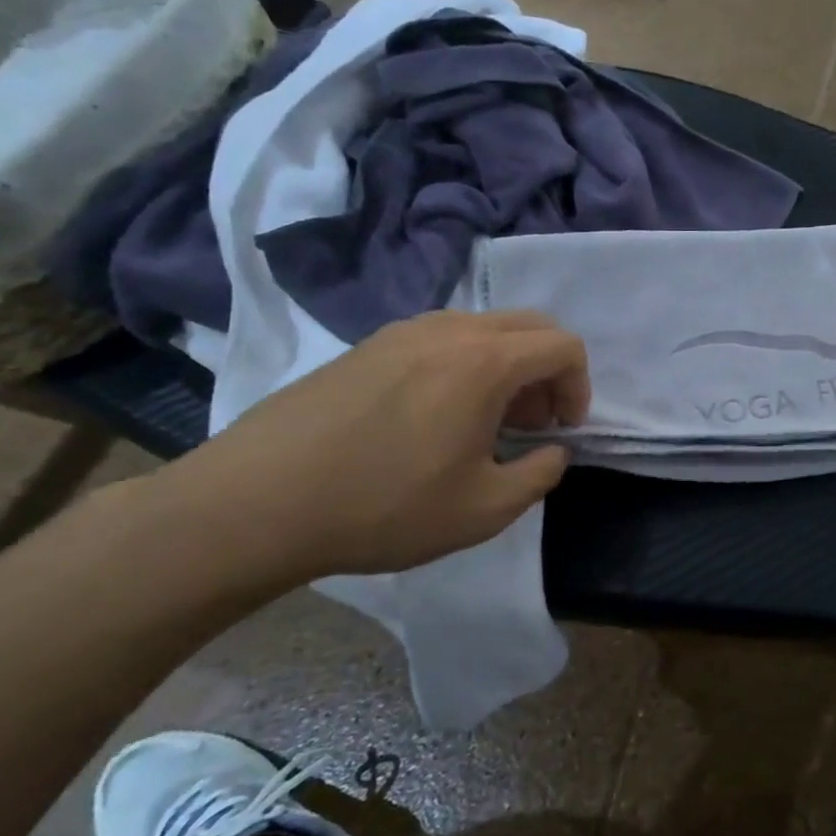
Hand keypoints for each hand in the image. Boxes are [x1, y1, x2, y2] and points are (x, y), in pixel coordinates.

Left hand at [156, 310, 590, 580]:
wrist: (256, 502)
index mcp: (485, 361)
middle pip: (529, 325)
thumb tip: (553, 450)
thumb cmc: (384, 507)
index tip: (563, 430)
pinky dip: (465, 363)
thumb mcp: (484, 510)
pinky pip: (441, 338)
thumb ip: (540, 474)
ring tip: (485, 421)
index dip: (580, 386)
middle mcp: (450, 330)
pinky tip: (435, 415)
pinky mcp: (368, 345)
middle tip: (533, 422)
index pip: (563, 346)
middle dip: (548, 370)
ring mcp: (403, 331)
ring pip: (484, 328)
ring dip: (507, 365)